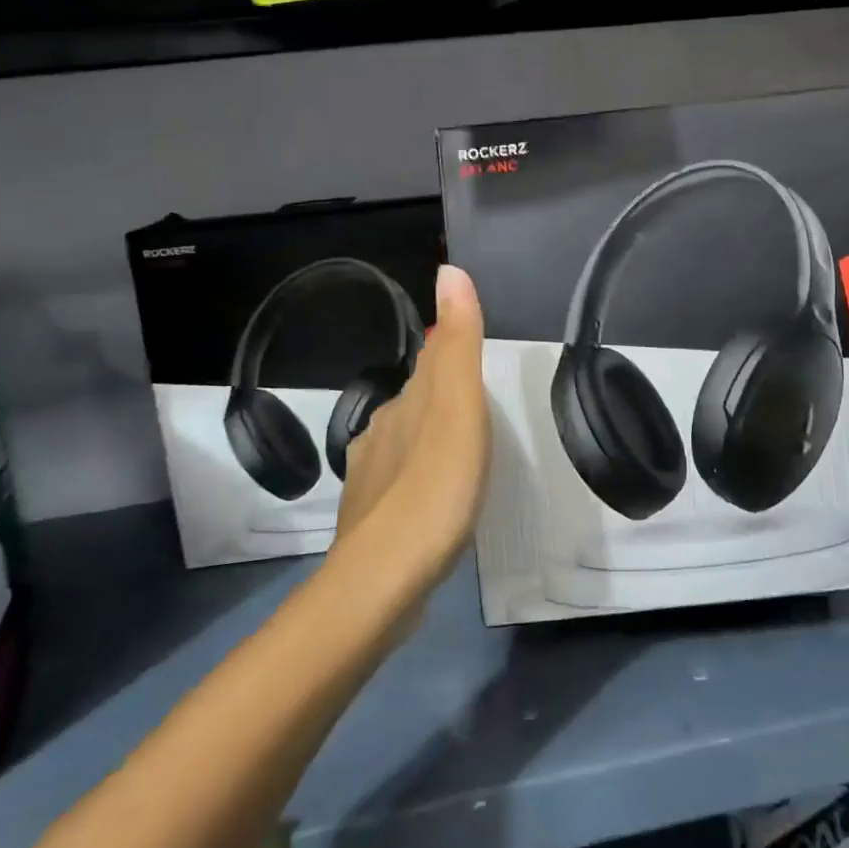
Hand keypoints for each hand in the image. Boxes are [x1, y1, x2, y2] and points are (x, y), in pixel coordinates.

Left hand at [335, 264, 490, 578]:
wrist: (384, 578)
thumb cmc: (434, 486)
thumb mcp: (458, 407)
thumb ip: (457, 342)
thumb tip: (449, 269)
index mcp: (407, 403)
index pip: (430, 361)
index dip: (448, 346)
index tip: (465, 341)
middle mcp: (383, 431)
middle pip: (416, 399)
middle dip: (439, 391)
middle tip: (474, 395)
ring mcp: (374, 477)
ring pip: (405, 440)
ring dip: (428, 434)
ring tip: (460, 444)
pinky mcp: (375, 518)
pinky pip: (401, 481)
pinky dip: (419, 476)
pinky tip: (433, 495)